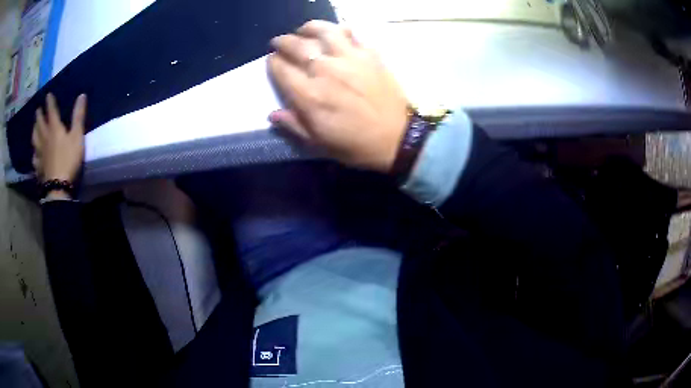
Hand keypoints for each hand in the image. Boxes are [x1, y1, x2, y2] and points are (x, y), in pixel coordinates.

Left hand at [32, 93, 86, 182]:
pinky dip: (34, 154)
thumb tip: (82, 95)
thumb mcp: (77, 136)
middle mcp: (44, 138)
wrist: (58, 186)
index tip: (48, 95)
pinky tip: (34, 154)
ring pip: (35, 139)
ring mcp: (40, 153)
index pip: (51, 111)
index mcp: (54, 129)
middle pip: (40, 124)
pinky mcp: (39, 167)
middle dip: (39, 115)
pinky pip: (34, 158)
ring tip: (34, 127)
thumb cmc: (69, 159)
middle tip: (38, 110)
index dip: (50, 102)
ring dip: (34, 131)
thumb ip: (78, 116)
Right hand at [268, 21, 408, 172]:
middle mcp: (325, 70)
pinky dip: (339, 30)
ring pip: (323, 31)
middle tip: (280, 43)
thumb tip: (272, 113)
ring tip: (304, 30)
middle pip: (296, 45)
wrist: (397, 139)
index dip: (273, 62)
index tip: (273, 61)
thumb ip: (293, 125)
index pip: (281, 68)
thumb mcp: (319, 143)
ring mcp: (349, 59)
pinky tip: (335, 33)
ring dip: (309, 28)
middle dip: (283, 42)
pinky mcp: (369, 55)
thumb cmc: (355, 145)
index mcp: (309, 95)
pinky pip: (351, 34)